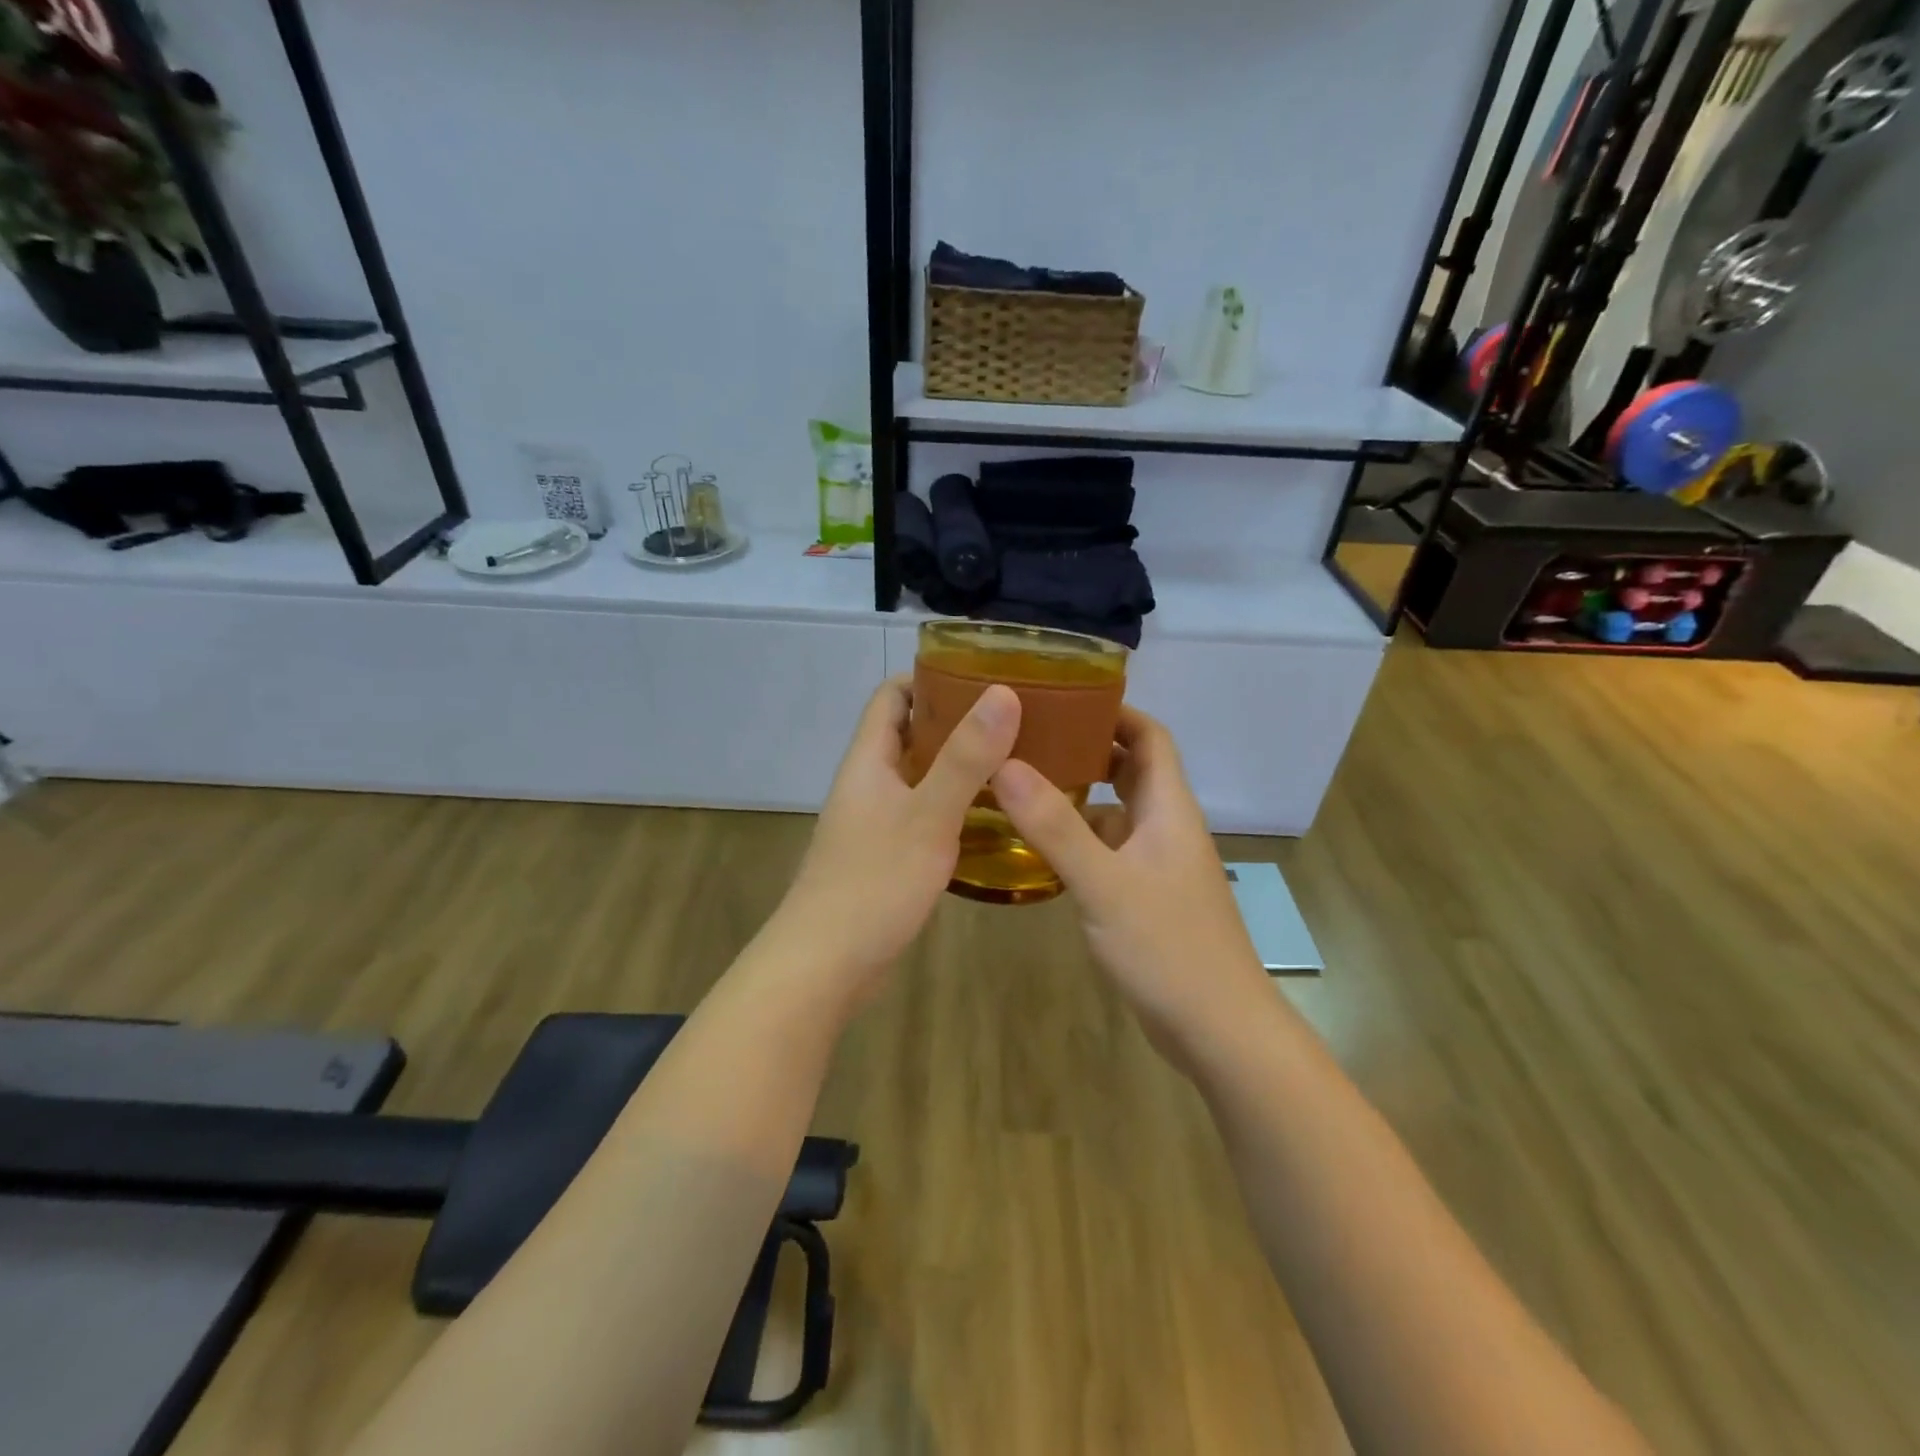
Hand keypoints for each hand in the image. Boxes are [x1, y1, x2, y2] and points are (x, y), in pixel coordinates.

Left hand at [774, 677, 1019, 1006]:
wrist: (825, 965)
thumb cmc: (873, 883)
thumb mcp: (927, 816)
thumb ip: (965, 757)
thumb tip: (1002, 693)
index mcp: (869, 760)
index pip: (892, 696)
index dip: (931, 677)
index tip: (984, 675)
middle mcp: (869, 783)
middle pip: (910, 734)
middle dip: (957, 721)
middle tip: (1015, 718)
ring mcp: (875, 822)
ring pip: (920, 777)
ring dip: (959, 766)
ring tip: (1016, 761)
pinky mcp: (886, 857)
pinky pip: (923, 814)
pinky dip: (954, 806)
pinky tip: (993, 819)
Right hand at [991, 707, 1269, 1064]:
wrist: (1218, 1029)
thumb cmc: (1168, 947)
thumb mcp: (1104, 883)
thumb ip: (1055, 827)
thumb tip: (1006, 764)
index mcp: (1168, 809)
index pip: (1150, 736)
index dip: (1115, 711)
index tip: (1065, 697)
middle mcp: (1166, 827)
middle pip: (1132, 768)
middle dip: (1087, 746)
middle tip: (1030, 736)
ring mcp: (1157, 865)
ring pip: (1117, 811)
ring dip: (1079, 793)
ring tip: (1022, 783)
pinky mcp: (1145, 897)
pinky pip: (1109, 849)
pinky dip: (1079, 837)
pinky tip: (1040, 846)